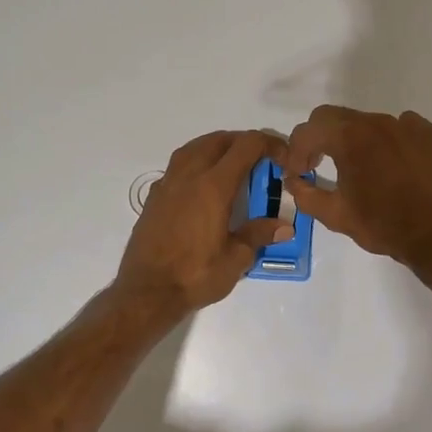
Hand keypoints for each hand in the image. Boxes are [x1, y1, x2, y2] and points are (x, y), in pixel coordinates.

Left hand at [115, 130, 292, 312]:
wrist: (146, 292)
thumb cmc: (195, 275)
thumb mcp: (236, 259)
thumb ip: (259, 235)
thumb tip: (285, 226)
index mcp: (214, 186)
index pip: (245, 146)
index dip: (268, 144)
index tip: (282, 157)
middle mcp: (189, 176)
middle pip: (218, 140)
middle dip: (243, 142)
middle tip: (260, 159)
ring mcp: (167, 185)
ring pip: (193, 148)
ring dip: (216, 147)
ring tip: (232, 164)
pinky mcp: (154, 198)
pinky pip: (177, 167)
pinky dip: (195, 164)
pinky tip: (201, 185)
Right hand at [281, 106, 431, 274]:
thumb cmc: (384, 225)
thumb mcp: (336, 216)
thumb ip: (306, 195)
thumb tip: (293, 181)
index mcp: (350, 138)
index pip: (309, 129)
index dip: (296, 150)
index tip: (300, 172)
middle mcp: (378, 122)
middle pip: (337, 118)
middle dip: (321, 139)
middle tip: (320, 165)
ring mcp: (408, 125)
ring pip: (370, 123)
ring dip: (357, 141)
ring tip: (362, 170)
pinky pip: (402, 129)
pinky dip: (389, 143)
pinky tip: (395, 168)